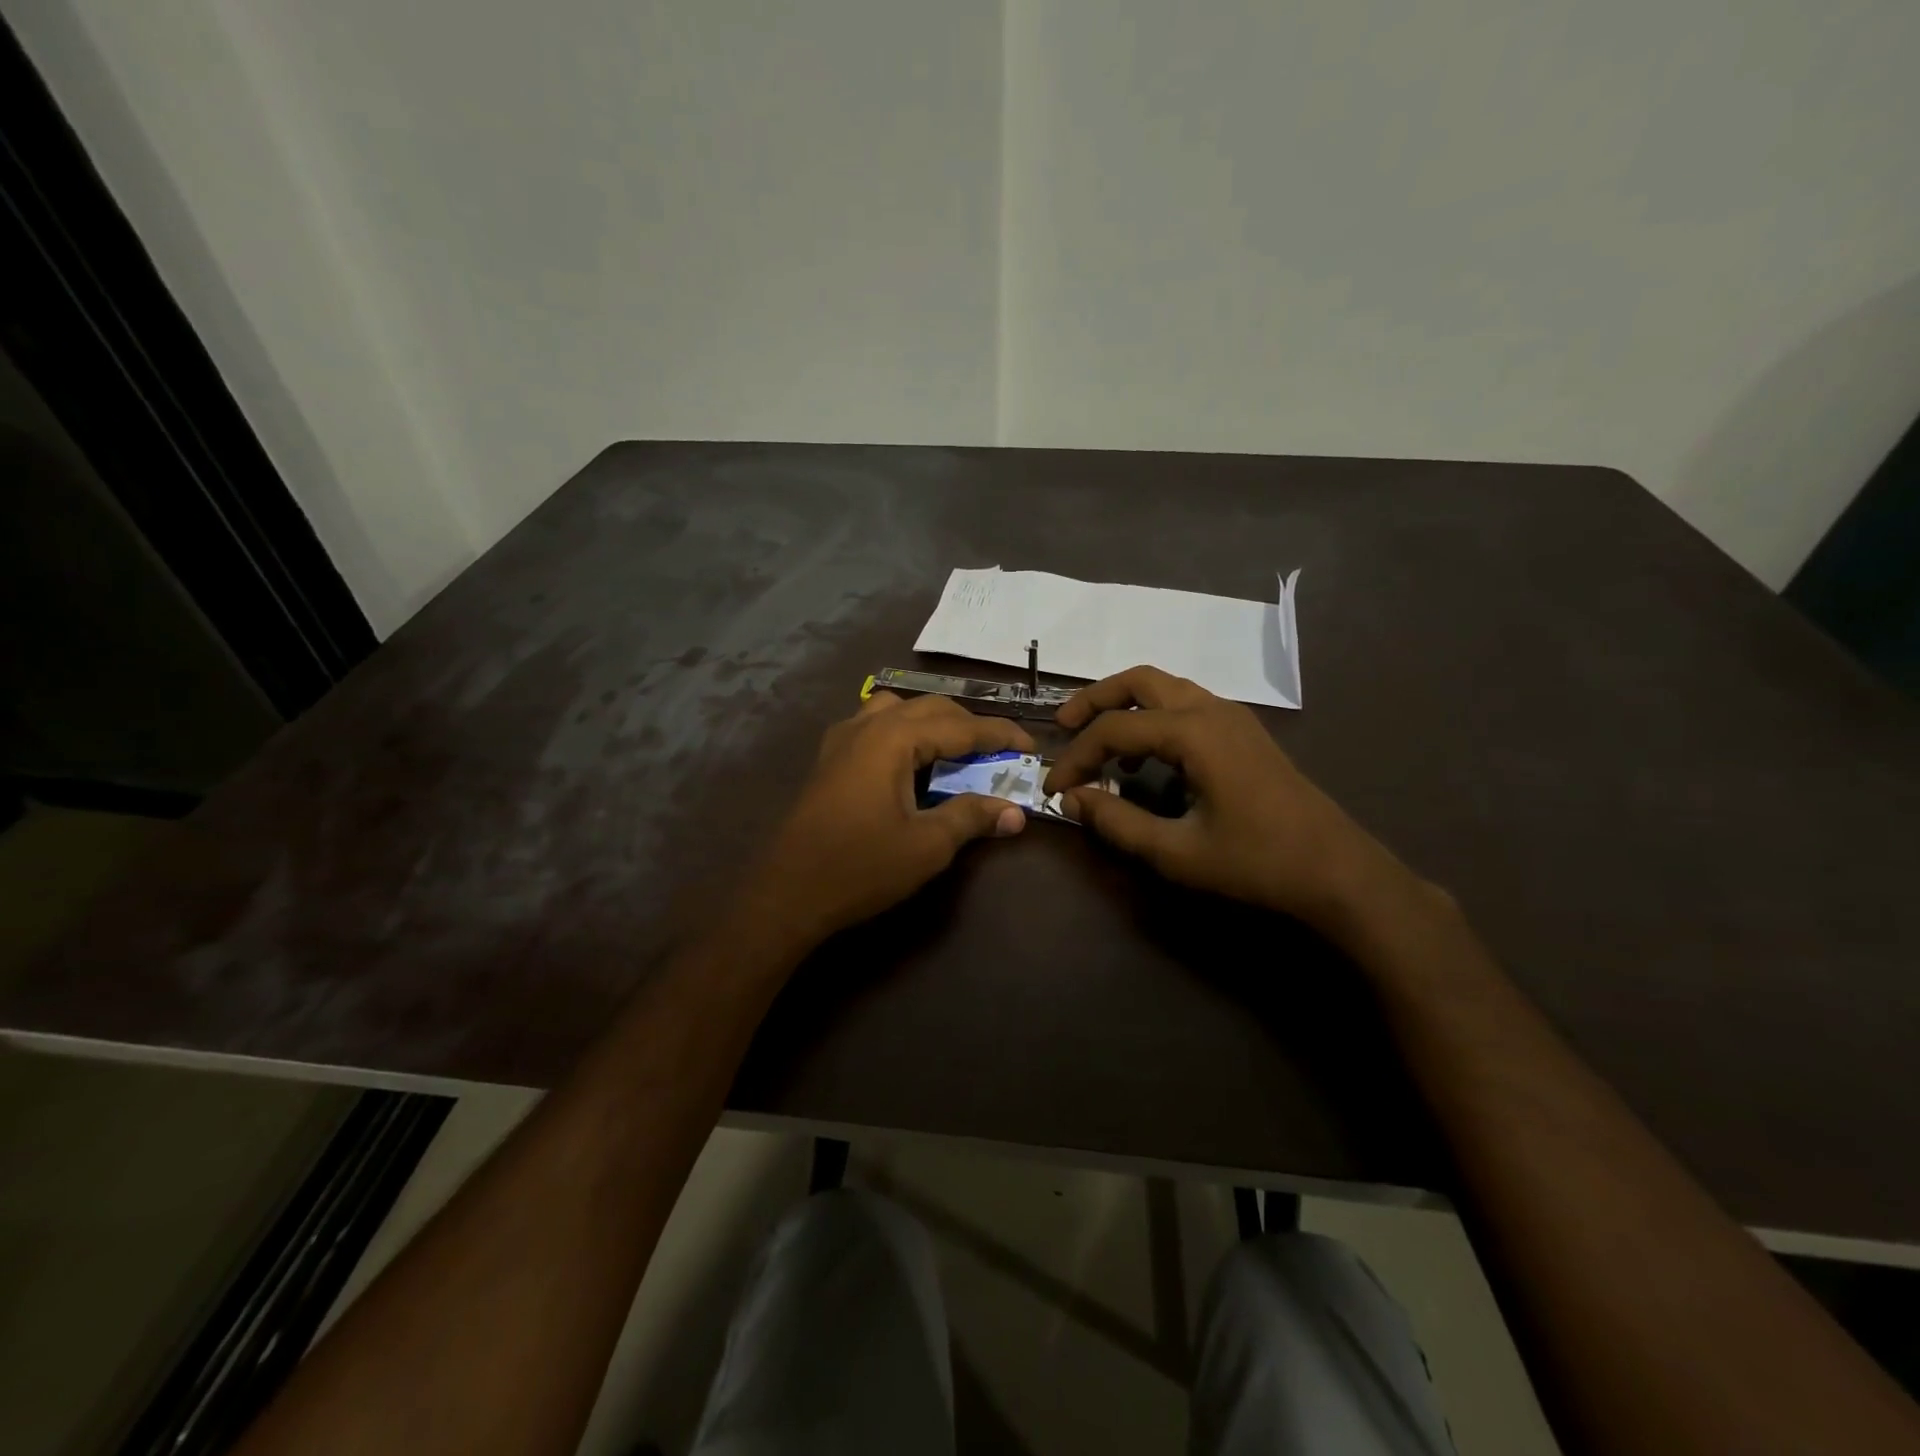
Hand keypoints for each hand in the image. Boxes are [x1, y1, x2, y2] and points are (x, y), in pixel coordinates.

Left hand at [743, 692, 1033, 948]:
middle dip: (968, 726)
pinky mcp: (828, 759)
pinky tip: (906, 762)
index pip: (959, 726)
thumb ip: (972, 818)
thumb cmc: (861, 867)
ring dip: (931, 724)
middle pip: (929, 709)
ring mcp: (841, 739)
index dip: (999, 735)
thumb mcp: (927, 845)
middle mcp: (866, 726)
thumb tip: (1015, 812)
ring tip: (952, 752)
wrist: (788, 893)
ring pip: (897, 710)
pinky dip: (901, 733)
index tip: (1030, 747)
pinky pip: (873, 726)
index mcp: (893, 738)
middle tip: (998, 753)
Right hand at [1043, 666, 1416, 938]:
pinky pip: (1186, 705)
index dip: (1075, 757)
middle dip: (1095, 699)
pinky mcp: (1243, 732)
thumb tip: (1072, 800)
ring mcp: (1232, 717)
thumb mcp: (1176, 852)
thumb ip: (1116, 822)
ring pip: (1165, 687)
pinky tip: (1146, 759)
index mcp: (1193, 732)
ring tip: (1100, 744)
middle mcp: (1211, 709)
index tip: (1053, 789)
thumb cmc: (1256, 863)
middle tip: (1064, 726)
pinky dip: (1154, 718)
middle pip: (1139, 680)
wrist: (1337, 872)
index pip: (1113, 729)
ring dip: (1125, 706)